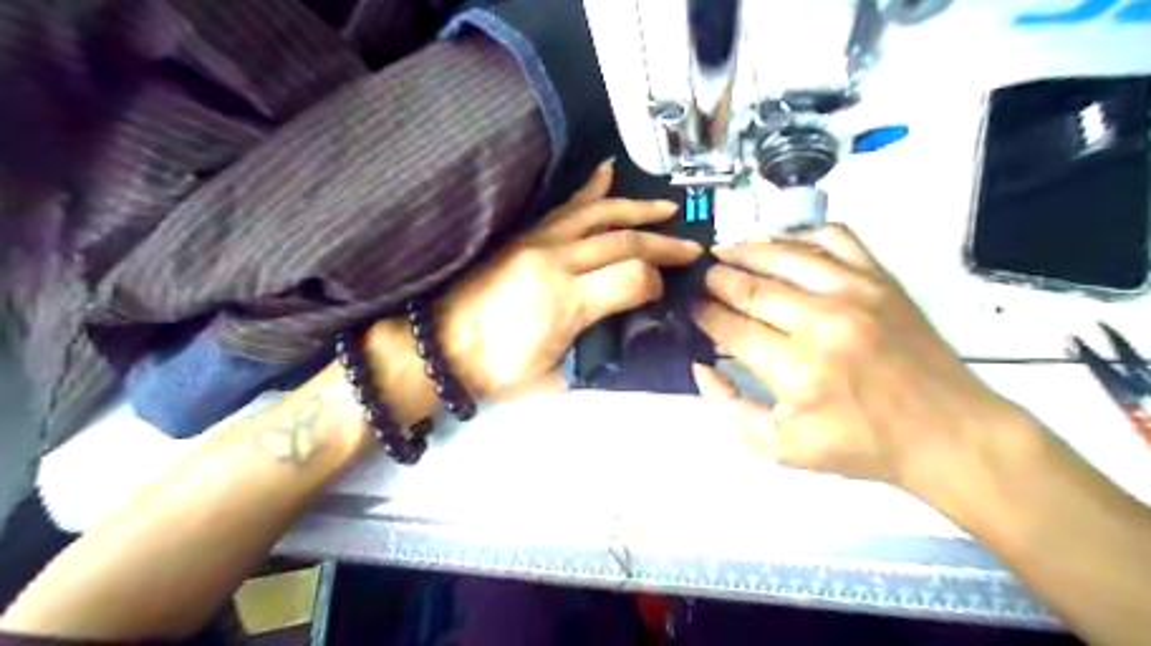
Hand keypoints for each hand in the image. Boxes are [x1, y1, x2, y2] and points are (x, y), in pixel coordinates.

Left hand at [431, 160, 701, 394]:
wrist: (440, 347)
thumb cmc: (496, 372)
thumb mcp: (552, 378)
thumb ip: (596, 352)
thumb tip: (628, 330)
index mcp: (566, 303)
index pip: (633, 278)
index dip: (658, 283)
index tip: (665, 291)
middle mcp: (556, 261)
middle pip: (623, 241)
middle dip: (663, 244)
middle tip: (691, 248)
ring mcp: (538, 241)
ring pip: (599, 214)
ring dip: (638, 209)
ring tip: (668, 208)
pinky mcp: (524, 234)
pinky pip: (564, 206)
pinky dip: (590, 188)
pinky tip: (607, 171)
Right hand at [692, 225, 1023, 489]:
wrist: (946, 432)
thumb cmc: (860, 445)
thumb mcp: (781, 448)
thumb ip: (730, 409)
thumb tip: (701, 366)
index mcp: (796, 369)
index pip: (731, 328)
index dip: (703, 314)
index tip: (690, 307)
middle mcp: (822, 322)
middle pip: (752, 287)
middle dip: (717, 279)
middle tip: (702, 277)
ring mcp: (856, 293)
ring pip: (786, 255)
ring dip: (747, 249)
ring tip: (724, 250)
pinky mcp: (881, 280)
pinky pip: (836, 238)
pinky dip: (803, 234)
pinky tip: (784, 243)